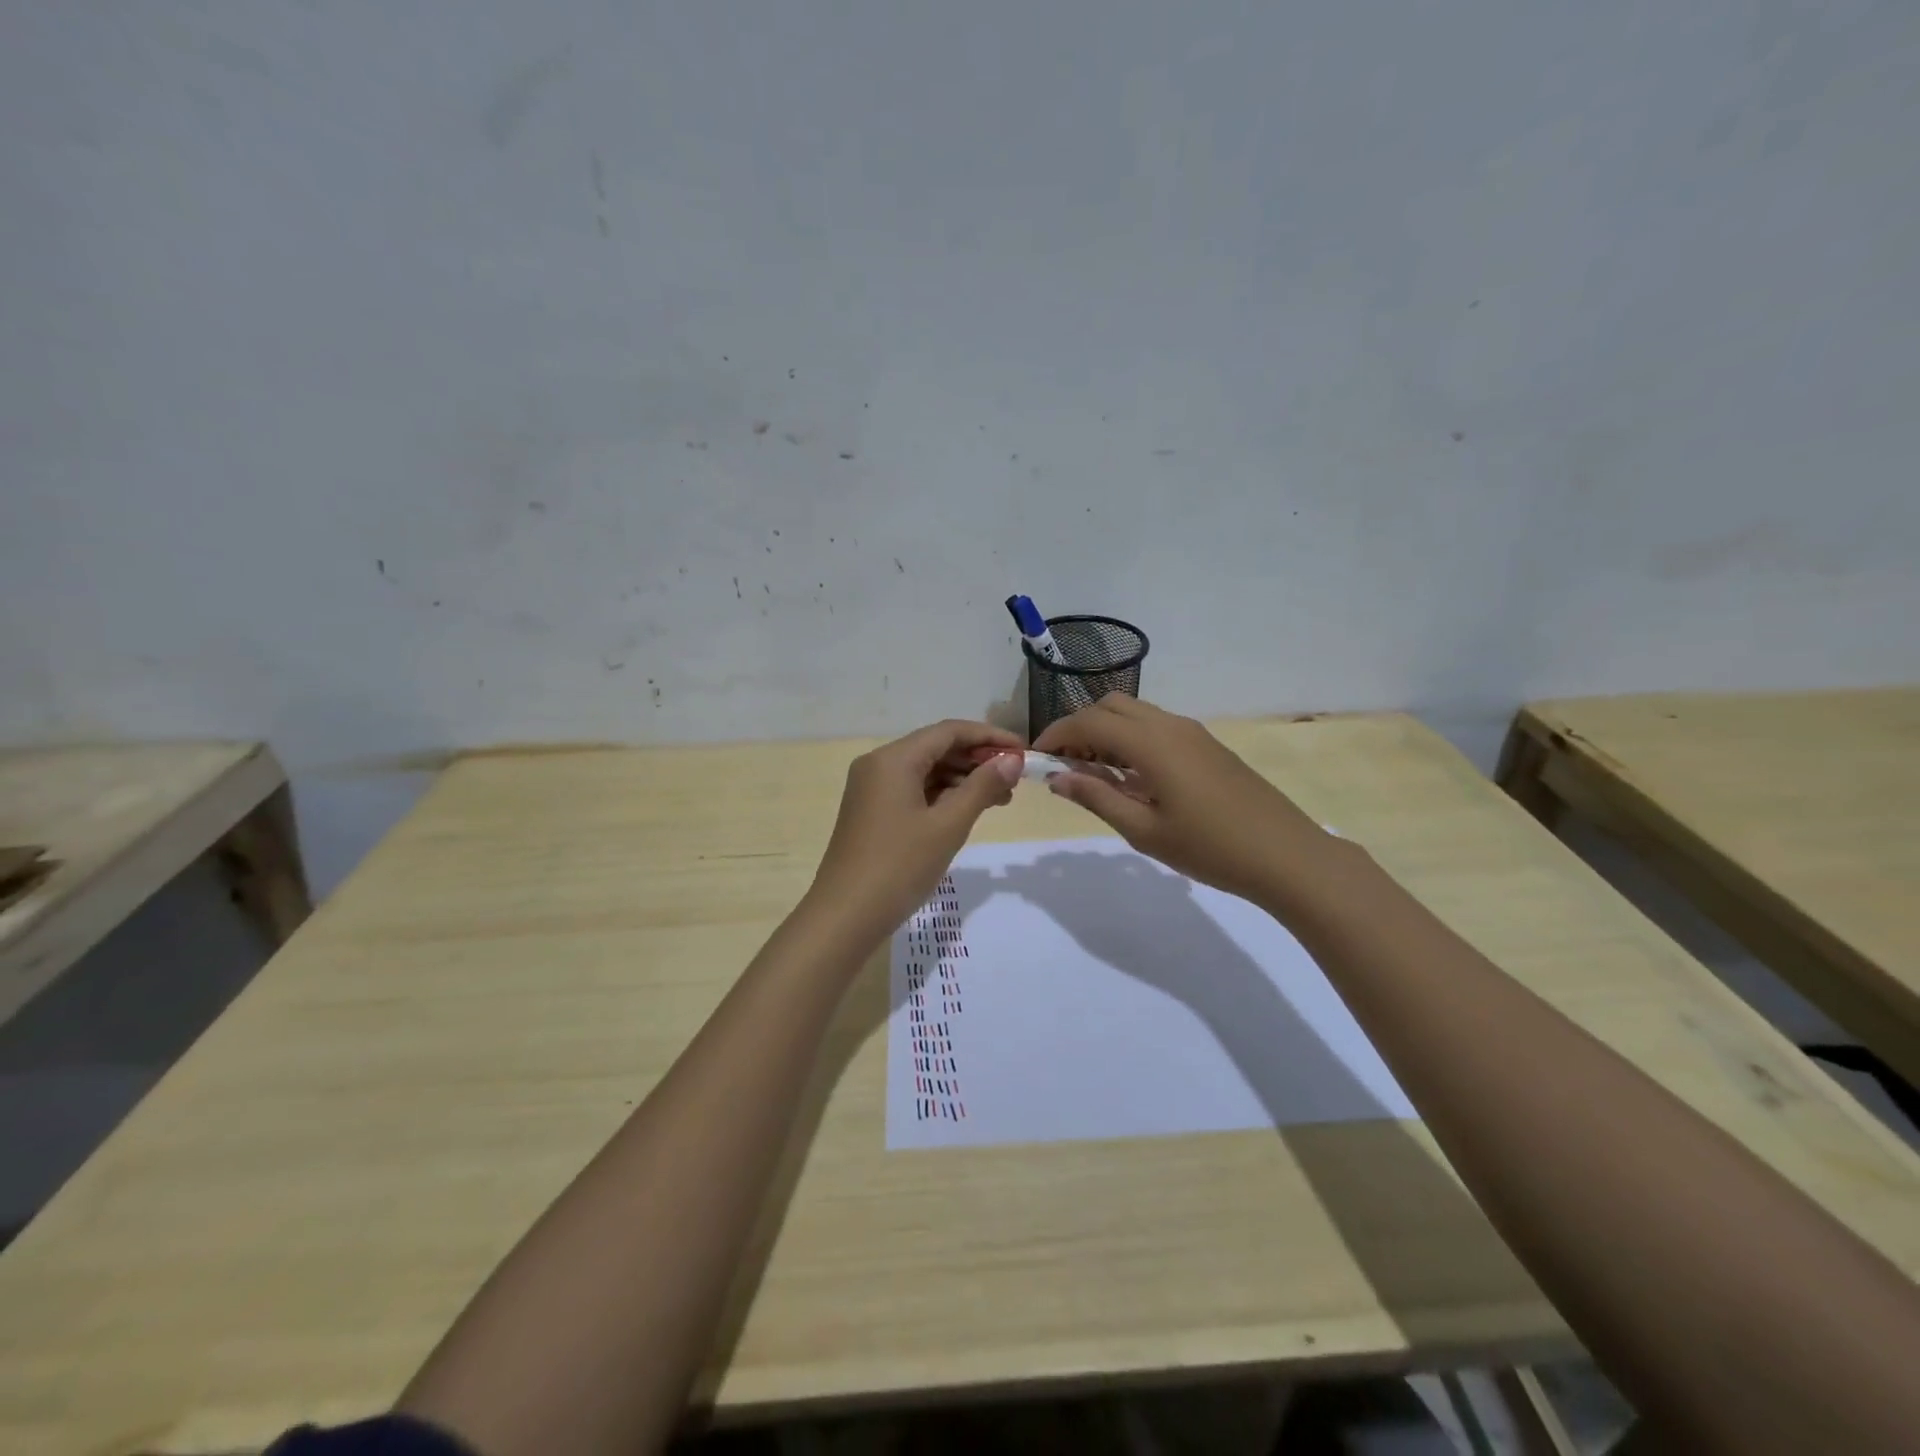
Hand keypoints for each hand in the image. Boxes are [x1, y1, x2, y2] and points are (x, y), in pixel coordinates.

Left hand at [807, 719, 1024, 943]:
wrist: (845, 916)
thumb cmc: (899, 866)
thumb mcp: (948, 826)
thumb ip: (982, 787)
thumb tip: (1012, 760)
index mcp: (894, 759)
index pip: (949, 731)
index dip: (989, 737)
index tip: (1023, 751)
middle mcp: (879, 764)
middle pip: (936, 748)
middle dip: (977, 760)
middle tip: (1016, 779)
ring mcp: (873, 789)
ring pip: (926, 771)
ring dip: (963, 780)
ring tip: (1002, 799)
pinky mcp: (872, 811)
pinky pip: (914, 790)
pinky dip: (943, 796)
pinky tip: (969, 810)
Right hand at [1033, 696, 1334, 906]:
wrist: (1285, 855)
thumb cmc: (1209, 848)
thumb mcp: (1143, 830)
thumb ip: (1097, 797)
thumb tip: (1056, 778)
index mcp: (1151, 743)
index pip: (1089, 721)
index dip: (1057, 735)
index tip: (1037, 758)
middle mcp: (1169, 725)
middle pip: (1110, 706)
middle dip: (1080, 727)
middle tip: (1066, 765)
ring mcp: (1192, 732)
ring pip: (1135, 712)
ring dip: (1106, 730)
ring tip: (1095, 773)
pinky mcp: (1206, 744)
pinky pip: (1156, 726)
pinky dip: (1131, 738)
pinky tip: (1132, 776)